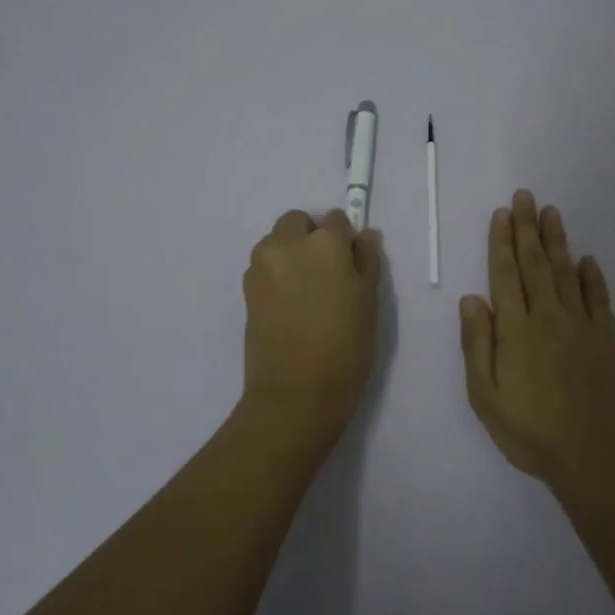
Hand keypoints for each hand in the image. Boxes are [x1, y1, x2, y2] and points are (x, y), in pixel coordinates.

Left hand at [240, 208, 383, 449]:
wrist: (294, 394)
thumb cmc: (345, 348)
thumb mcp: (369, 302)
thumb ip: (367, 261)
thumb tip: (364, 236)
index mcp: (324, 243)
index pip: (336, 220)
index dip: (346, 240)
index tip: (351, 265)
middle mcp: (286, 245)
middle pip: (298, 222)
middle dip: (311, 237)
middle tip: (327, 274)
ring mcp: (261, 267)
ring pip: (277, 242)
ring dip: (291, 253)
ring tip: (307, 292)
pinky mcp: (246, 290)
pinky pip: (265, 267)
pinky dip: (277, 274)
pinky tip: (290, 306)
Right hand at [459, 190, 614, 486]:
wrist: (592, 455)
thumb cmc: (529, 430)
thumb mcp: (485, 395)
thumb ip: (477, 344)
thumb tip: (471, 298)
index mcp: (516, 329)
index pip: (505, 274)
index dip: (501, 241)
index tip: (502, 213)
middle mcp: (548, 317)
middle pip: (536, 263)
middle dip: (528, 228)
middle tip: (526, 196)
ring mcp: (582, 325)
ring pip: (567, 272)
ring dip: (558, 240)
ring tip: (552, 212)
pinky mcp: (608, 339)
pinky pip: (599, 298)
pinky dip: (592, 276)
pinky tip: (588, 259)